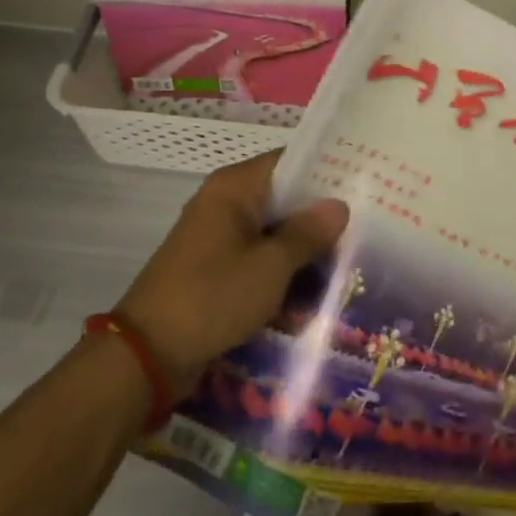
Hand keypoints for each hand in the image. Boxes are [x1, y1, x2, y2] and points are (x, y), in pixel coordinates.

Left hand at [116, 150, 348, 395]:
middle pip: (283, 197)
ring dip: (304, 247)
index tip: (365, 184)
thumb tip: (339, 205)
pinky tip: (316, 287)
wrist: (149, 354)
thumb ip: (307, 233)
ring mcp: (218, 237)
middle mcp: (224, 203)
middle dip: (320, 215)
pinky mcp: (216, 268)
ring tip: (351, 258)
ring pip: (273, 231)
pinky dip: (283, 269)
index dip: (327, 170)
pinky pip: (259, 258)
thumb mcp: (270, 266)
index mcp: (234, 188)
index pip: (289, 161)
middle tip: (367, 226)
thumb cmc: (212, 297)